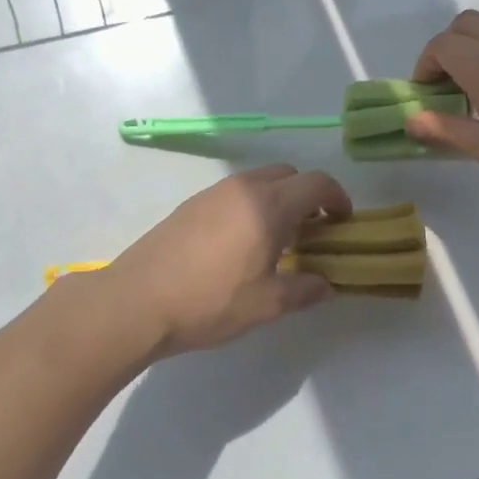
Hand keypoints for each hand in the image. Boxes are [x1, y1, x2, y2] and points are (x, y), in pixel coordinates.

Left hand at [99, 165, 351, 355]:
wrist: (136, 302)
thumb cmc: (209, 302)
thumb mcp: (266, 304)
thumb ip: (304, 290)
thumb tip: (326, 285)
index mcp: (268, 205)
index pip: (317, 183)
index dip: (337, 198)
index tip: (342, 222)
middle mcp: (244, 188)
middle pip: (289, 174)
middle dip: (308, 195)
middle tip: (311, 230)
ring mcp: (214, 192)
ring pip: (260, 180)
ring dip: (278, 199)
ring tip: (276, 238)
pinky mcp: (192, 203)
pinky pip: (235, 192)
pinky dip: (251, 205)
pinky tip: (240, 242)